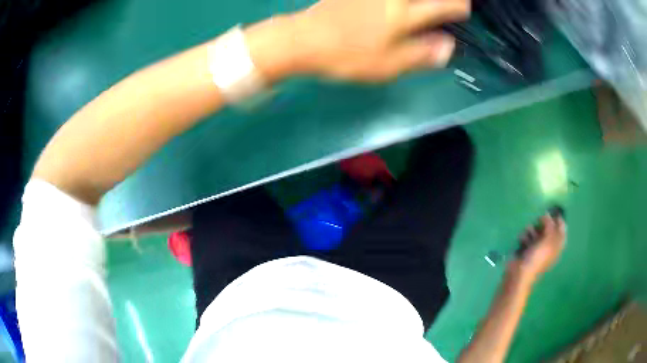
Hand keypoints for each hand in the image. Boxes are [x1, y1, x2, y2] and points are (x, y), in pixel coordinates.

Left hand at [291, 0, 469, 80]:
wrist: (303, 40)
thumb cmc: (347, 57)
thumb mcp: (389, 66)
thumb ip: (422, 55)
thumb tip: (448, 46)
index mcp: (405, 15)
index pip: (443, 6)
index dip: (459, 7)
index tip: (464, 10)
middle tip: (449, 4)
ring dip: (422, 0)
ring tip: (425, 6)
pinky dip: (395, 2)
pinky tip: (396, 7)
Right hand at [514, 215, 566, 280]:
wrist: (520, 274)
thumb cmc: (537, 258)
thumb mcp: (548, 240)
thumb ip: (550, 225)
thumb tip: (547, 214)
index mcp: (557, 245)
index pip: (562, 229)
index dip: (559, 220)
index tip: (553, 212)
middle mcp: (549, 245)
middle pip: (548, 227)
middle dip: (543, 224)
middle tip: (539, 221)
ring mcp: (537, 247)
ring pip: (536, 230)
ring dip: (531, 230)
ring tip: (528, 234)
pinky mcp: (526, 248)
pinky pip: (527, 236)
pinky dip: (524, 237)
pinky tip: (522, 241)